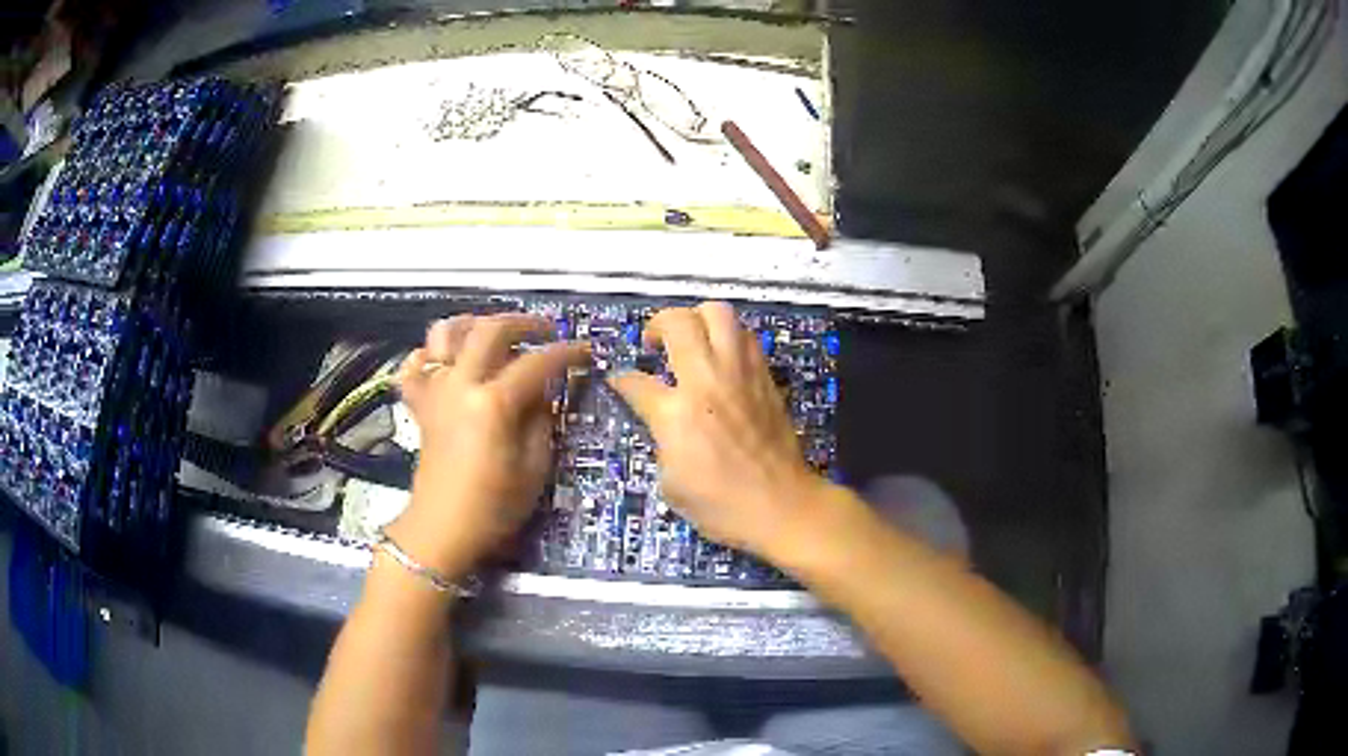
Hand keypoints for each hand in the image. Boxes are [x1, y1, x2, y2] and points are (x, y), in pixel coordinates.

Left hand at [386, 314, 589, 577]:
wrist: (443, 529)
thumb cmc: (494, 507)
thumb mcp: (534, 469)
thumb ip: (541, 421)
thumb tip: (543, 392)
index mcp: (493, 404)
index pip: (537, 363)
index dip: (567, 353)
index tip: (585, 351)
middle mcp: (461, 385)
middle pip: (490, 330)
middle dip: (523, 323)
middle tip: (546, 332)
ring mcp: (435, 391)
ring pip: (445, 334)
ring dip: (473, 324)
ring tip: (494, 334)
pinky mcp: (420, 404)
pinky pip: (414, 366)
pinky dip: (427, 355)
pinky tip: (446, 360)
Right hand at [608, 302, 827, 556]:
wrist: (781, 506)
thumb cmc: (721, 506)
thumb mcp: (671, 483)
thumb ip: (661, 441)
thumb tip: (663, 420)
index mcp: (676, 414)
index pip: (637, 383)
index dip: (622, 380)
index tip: (619, 380)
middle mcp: (707, 381)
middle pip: (680, 322)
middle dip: (658, 324)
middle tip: (655, 343)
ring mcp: (741, 374)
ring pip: (719, 314)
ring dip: (698, 319)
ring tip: (692, 340)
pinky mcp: (765, 378)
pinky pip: (745, 337)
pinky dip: (728, 337)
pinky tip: (722, 359)